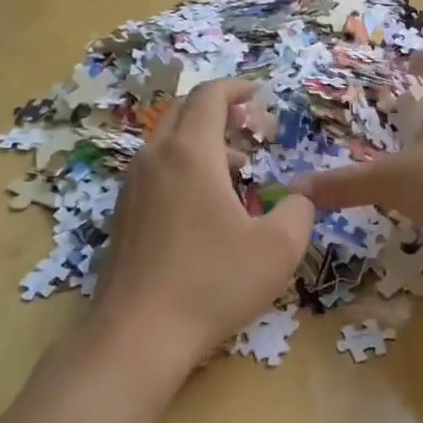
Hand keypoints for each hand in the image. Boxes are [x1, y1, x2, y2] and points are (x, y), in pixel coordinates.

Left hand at [89, 79, 314, 372]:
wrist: (138, 335)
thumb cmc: (212, 283)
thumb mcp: (278, 248)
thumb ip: (300, 211)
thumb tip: (300, 197)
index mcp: (190, 154)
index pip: (210, 96)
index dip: (238, 87)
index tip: (260, 93)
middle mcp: (154, 159)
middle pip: (184, 111)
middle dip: (219, 109)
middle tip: (251, 125)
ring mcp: (131, 187)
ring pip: (167, 142)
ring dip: (202, 142)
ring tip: (237, 172)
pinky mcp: (122, 215)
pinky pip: (155, 170)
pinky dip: (183, 167)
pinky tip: (205, 207)